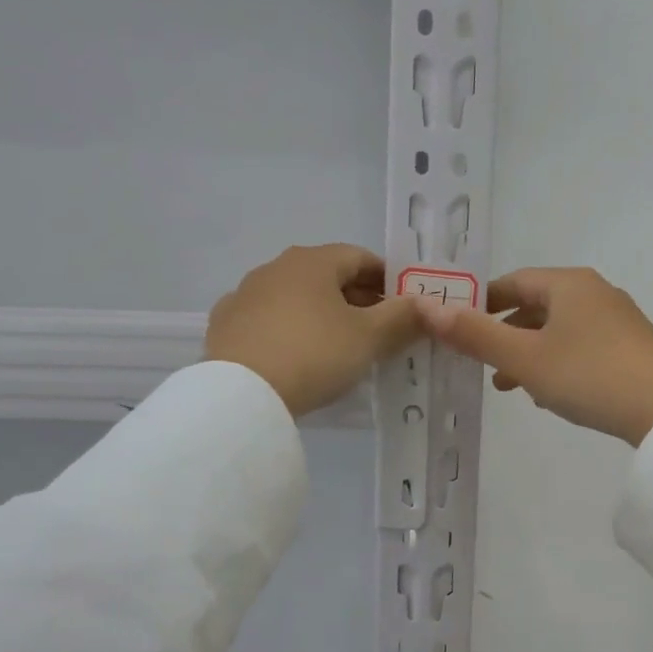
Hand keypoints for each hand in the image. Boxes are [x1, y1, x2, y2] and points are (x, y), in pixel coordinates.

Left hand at [206, 245, 425, 417]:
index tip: (402, 308)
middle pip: (326, 276)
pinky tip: (296, 357)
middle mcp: (275, 267)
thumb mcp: (369, 338)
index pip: (360, 257)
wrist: (242, 394)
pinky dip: (289, 331)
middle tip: (378, 332)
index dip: (387, 280)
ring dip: (321, 314)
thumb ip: (402, 317)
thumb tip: (427, 304)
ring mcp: (245, 294)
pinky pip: (268, 321)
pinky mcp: (225, 325)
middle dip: (356, 299)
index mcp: (313, 261)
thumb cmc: (314, 354)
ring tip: (338, 348)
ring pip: (296, 298)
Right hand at [419, 267, 652, 444]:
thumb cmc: (587, 375)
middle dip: (505, 333)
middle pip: (536, 305)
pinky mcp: (632, 348)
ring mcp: (618, 320)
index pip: (513, 282)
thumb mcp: (523, 358)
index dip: (481, 303)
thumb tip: (427, 308)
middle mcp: (595, 292)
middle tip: (481, 363)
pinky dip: (558, 362)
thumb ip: (475, 334)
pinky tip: (552, 394)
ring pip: (559, 330)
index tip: (458, 329)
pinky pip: (582, 347)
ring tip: (511, 385)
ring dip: (530, 353)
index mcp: (568, 284)